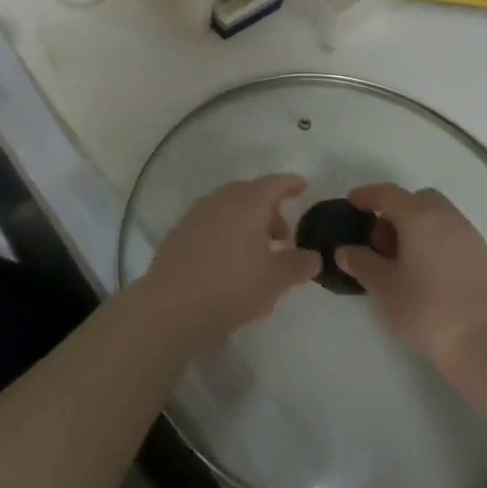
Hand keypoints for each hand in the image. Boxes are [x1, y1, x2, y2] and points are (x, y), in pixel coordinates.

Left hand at [138, 174, 320, 345]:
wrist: (173, 304)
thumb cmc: (232, 285)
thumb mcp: (275, 279)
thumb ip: (298, 264)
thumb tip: (313, 256)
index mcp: (248, 202)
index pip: (274, 183)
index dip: (290, 184)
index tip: (302, 186)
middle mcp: (222, 199)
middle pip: (250, 194)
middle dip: (269, 209)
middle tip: (283, 235)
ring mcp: (197, 213)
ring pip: (230, 207)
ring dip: (247, 222)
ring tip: (259, 251)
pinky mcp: (181, 231)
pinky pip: (212, 222)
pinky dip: (227, 231)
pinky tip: (230, 259)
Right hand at [335, 183, 486, 393]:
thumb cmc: (428, 310)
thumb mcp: (383, 288)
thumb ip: (361, 263)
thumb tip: (346, 251)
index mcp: (420, 216)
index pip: (388, 193)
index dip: (366, 195)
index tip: (351, 204)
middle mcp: (447, 218)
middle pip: (417, 200)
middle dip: (396, 212)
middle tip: (380, 241)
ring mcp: (471, 238)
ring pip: (438, 217)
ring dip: (417, 228)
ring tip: (402, 261)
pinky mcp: (485, 260)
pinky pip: (452, 237)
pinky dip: (435, 242)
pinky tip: (427, 274)